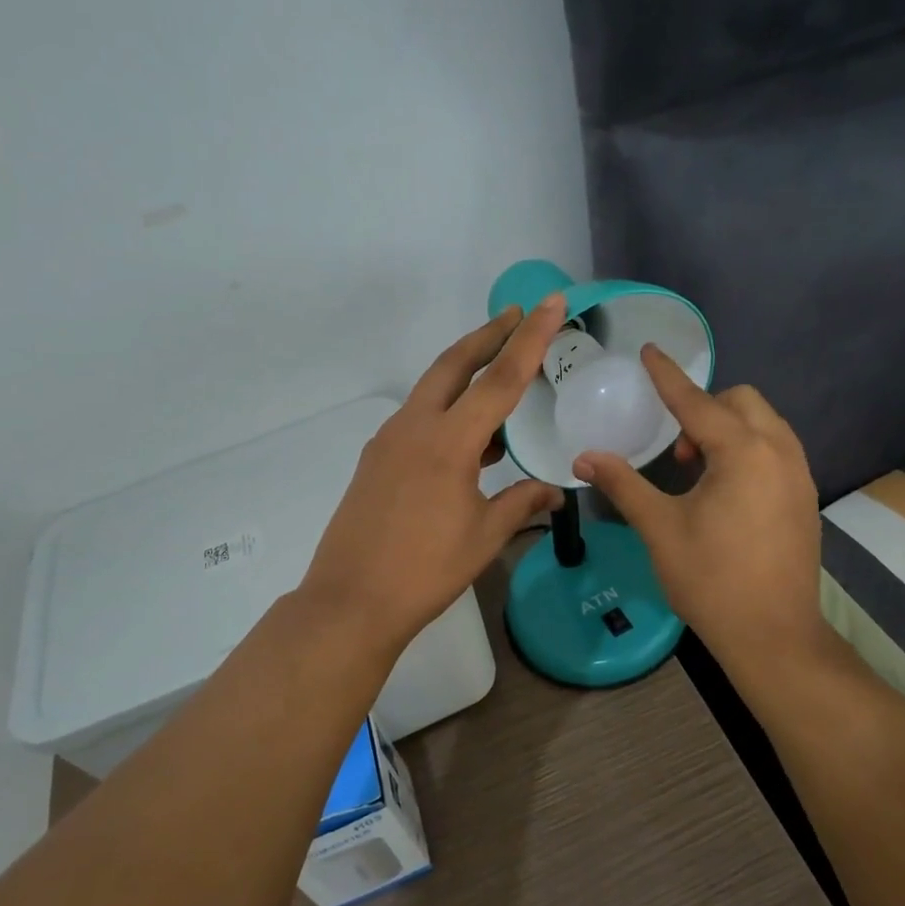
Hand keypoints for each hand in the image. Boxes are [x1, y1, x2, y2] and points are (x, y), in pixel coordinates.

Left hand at [299, 297, 567, 651]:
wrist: (351, 601)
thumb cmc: (425, 570)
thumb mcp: (484, 536)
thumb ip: (521, 503)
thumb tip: (553, 492)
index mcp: (448, 442)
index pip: (500, 379)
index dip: (530, 339)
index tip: (549, 303)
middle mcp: (414, 427)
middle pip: (454, 363)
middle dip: (488, 335)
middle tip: (518, 315)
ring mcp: (389, 441)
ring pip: (433, 388)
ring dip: (467, 372)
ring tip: (502, 373)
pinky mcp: (376, 459)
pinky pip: (419, 418)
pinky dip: (448, 410)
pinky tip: (471, 436)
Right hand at [573, 348, 824, 668]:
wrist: (774, 636)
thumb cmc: (712, 580)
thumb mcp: (660, 529)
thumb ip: (624, 484)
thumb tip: (584, 458)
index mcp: (743, 452)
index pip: (696, 401)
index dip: (668, 376)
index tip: (649, 351)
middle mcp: (779, 452)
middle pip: (741, 401)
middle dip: (704, 408)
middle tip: (675, 450)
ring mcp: (799, 475)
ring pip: (764, 424)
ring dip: (728, 428)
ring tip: (696, 469)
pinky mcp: (805, 498)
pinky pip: (776, 449)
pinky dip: (748, 449)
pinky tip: (725, 489)